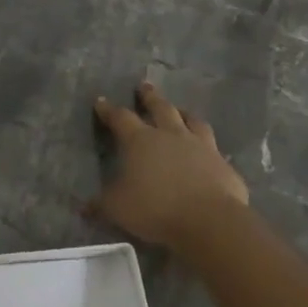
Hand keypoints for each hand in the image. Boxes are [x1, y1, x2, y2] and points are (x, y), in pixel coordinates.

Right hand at [91, 81, 249, 250]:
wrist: (209, 220)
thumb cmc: (156, 209)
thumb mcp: (118, 209)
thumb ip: (101, 204)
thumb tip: (84, 207)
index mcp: (140, 141)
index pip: (120, 118)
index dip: (109, 110)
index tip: (101, 101)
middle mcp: (170, 135)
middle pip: (160, 107)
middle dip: (149, 96)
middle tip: (145, 86)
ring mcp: (201, 147)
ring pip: (192, 121)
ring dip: (184, 114)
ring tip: (181, 111)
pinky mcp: (223, 164)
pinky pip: (214, 148)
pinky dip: (208, 147)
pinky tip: (208, 152)